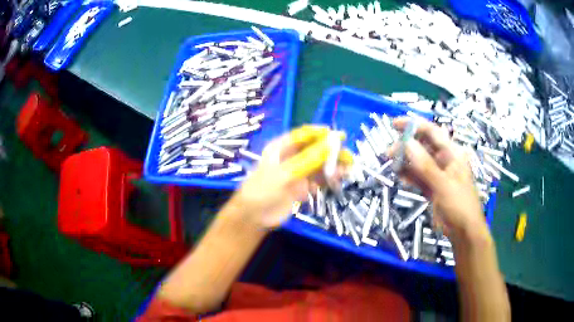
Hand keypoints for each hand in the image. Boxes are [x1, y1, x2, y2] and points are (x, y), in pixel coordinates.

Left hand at [231, 125, 351, 228]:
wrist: (255, 216)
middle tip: (347, 155)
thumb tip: (331, 143)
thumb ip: (309, 159)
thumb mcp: (286, 172)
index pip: (303, 135)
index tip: (337, 135)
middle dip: (331, 151)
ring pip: (319, 165)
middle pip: (314, 149)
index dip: (320, 133)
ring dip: (333, 165)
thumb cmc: (265, 189)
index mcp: (281, 148)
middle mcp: (291, 157)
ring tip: (349, 166)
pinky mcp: (303, 187)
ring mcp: (298, 172)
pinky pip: (319, 179)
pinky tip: (340, 177)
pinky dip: (330, 178)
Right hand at [390, 117, 486, 239]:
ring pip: (419, 162)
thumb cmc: (459, 206)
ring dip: (405, 161)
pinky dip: (408, 175)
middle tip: (388, 151)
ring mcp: (438, 175)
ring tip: (389, 162)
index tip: (394, 124)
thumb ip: (425, 165)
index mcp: (452, 153)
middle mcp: (445, 160)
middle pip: (423, 146)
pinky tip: (398, 174)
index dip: (414, 125)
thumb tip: (406, 143)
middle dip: (406, 145)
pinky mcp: (432, 188)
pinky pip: (418, 177)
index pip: (432, 132)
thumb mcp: (443, 185)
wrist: (464, 232)